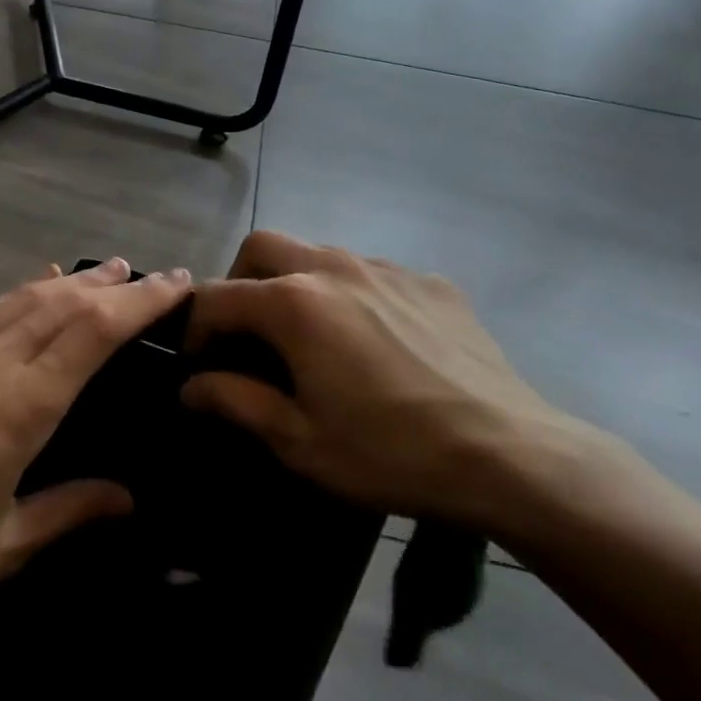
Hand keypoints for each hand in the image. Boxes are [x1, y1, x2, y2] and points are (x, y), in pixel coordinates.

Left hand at [0, 258, 190, 612]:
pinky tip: (33, 284)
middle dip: (114, 285)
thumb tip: (127, 498)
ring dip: (70, 281)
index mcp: (21, 404)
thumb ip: (70, 510)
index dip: (140, 301)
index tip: (174, 283)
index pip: (95, 332)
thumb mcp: (4, 543)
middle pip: (65, 303)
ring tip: (103, 272)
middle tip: (149, 274)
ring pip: (24, 297)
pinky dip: (20, 291)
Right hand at [181, 232, 603, 532]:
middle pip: (263, 247)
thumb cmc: (389, 452)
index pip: (217, 297)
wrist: (508, 454)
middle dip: (239, 282)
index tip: (197, 364)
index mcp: (295, 302)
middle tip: (246, 334)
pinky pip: (371, 273)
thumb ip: (235, 402)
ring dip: (295, 284)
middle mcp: (335, 267)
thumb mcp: (299, 440)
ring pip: (319, 254)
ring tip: (310, 338)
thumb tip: (191, 386)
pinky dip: (351, 295)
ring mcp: (387, 268)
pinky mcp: (429, 282)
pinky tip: (374, 342)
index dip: (195, 329)